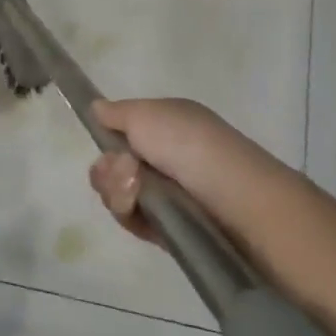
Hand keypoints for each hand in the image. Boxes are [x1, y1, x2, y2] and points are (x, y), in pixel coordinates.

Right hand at [86, 97, 232, 244]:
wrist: (238, 202)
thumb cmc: (190, 146)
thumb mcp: (146, 114)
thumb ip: (115, 112)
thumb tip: (96, 108)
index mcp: (168, 126)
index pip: (123, 132)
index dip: (107, 138)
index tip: (103, 139)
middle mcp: (168, 158)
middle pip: (114, 165)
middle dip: (108, 169)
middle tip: (125, 170)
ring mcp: (169, 194)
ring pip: (118, 193)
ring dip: (117, 189)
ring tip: (136, 191)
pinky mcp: (170, 228)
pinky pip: (133, 220)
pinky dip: (130, 214)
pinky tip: (140, 210)